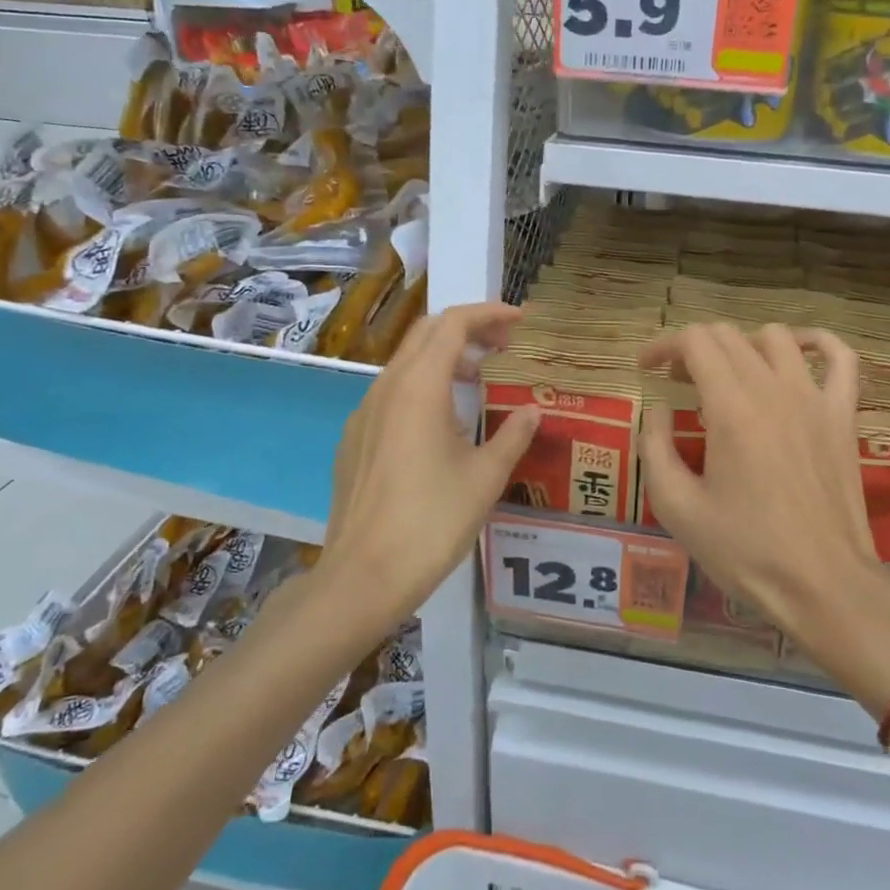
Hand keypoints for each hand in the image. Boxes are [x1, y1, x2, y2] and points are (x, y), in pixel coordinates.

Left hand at [319, 303, 540, 633]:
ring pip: (406, 362)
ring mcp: (364, 412)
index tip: (519, 321)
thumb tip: (535, 411)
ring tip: (479, 378)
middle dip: (467, 328)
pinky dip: (423, 386)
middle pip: (427, 333)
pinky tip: (442, 422)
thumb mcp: (485, 478)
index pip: (453, 324)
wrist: (363, 576)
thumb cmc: (432, 523)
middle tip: (504, 345)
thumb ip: (513, 436)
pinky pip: (391, 393)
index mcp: (419, 388)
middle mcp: (386, 388)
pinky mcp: (354, 438)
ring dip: (445, 357)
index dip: (489, 313)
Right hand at [638, 323, 889, 696]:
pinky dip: (816, 342)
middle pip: (728, 336)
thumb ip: (655, 447)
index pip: (694, 342)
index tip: (647, 369)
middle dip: (693, 349)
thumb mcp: (677, 507)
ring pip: (776, 337)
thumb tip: (657, 409)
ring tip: (728, 374)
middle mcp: (773, 389)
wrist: (823, 584)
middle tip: (678, 383)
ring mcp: (815, 399)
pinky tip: (797, 353)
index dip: (663, 346)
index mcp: (730, 408)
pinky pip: (841, 359)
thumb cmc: (745, 551)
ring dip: (742, 345)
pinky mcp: (843, 416)